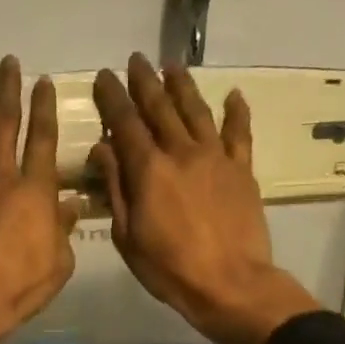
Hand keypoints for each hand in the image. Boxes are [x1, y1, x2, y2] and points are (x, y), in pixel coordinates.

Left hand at [0, 56, 77, 342]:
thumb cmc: (19, 286)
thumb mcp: (59, 264)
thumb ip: (63, 230)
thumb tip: (70, 205)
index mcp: (35, 192)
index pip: (43, 139)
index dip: (44, 108)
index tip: (44, 81)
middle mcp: (0, 179)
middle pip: (5, 125)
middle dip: (8, 91)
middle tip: (7, 62)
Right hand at [89, 53, 320, 343]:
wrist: (229, 283)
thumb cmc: (169, 267)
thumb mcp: (127, 235)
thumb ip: (116, 187)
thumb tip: (102, 149)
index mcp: (148, 169)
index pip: (125, 123)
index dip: (112, 97)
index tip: (104, 76)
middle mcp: (181, 152)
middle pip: (160, 108)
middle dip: (145, 82)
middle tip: (135, 60)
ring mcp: (215, 158)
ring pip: (196, 111)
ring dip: (183, 86)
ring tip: (172, 66)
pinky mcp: (242, 170)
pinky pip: (239, 133)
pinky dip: (236, 112)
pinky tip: (234, 95)